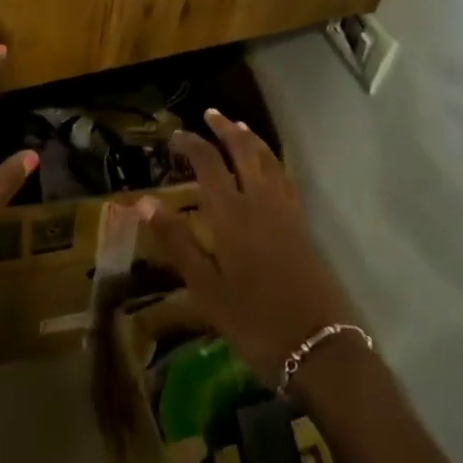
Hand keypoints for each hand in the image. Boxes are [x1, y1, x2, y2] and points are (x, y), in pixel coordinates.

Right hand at [149, 109, 354, 378]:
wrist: (318, 347)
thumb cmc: (253, 320)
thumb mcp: (205, 287)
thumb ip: (176, 241)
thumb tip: (143, 201)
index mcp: (231, 213)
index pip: (209, 164)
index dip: (192, 144)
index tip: (175, 136)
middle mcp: (260, 202)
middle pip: (244, 152)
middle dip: (226, 130)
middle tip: (211, 114)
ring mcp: (286, 212)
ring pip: (269, 161)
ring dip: (251, 140)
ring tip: (239, 128)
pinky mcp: (303, 226)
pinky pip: (285, 178)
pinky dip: (272, 161)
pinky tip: (269, 168)